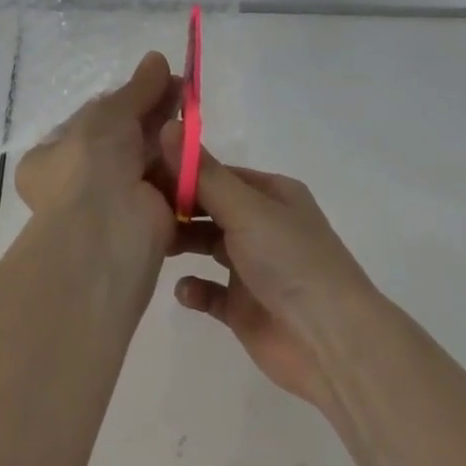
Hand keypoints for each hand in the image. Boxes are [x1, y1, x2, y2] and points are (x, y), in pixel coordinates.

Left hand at [15, 52, 180, 284]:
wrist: (106, 230)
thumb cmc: (91, 164)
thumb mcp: (109, 114)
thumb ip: (136, 88)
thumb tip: (157, 58)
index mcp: (53, 157)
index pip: (93, 121)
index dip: (125, 99)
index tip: (155, 80)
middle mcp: (79, 181)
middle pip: (124, 139)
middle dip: (153, 113)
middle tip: (183, 88)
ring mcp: (114, 203)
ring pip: (147, 161)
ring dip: (169, 136)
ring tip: (193, 105)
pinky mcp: (148, 220)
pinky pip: (167, 184)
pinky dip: (181, 165)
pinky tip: (197, 140)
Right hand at [167, 145, 377, 409]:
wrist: (328, 340)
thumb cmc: (289, 260)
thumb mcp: (246, 208)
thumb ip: (203, 174)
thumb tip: (168, 125)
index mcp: (271, 195)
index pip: (218, 174)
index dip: (182, 173)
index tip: (141, 175)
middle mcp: (263, 226)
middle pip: (210, 209)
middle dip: (177, 209)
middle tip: (137, 212)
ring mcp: (253, 268)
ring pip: (207, 247)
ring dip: (182, 245)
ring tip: (153, 246)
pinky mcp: (243, 307)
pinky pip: (209, 292)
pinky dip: (194, 289)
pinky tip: (184, 290)